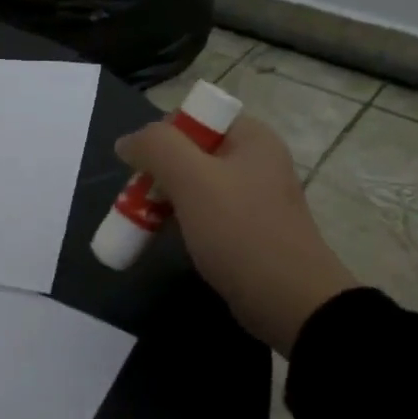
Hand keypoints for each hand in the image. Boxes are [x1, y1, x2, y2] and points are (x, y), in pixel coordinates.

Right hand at [116, 114, 359, 356]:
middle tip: (136, 200)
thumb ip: (156, 148)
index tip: (143, 168)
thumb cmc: (240, 232)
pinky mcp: (246, 229)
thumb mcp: (192, 180)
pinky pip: (203, 212)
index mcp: (251, 138)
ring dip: (163, 198)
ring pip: (192, 184)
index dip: (163, 136)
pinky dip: (179, 220)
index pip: (194, 116)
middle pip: (189, 151)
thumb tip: (127, 141)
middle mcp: (255, 160)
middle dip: (157, 171)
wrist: (290, 302)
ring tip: (141, 221)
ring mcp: (252, 197)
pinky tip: (163, 237)